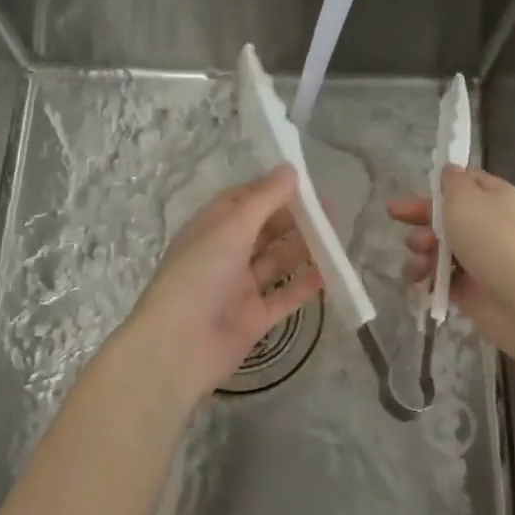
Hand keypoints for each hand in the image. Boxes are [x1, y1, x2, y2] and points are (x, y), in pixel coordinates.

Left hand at [126, 164, 322, 397]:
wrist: (178, 346)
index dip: (274, 190)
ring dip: (304, 249)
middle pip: (265, 230)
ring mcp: (239, 287)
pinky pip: (284, 297)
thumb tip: (290, 168)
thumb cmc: (199, 274)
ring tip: (336, 238)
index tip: (308, 183)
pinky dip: (304, 286)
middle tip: (331, 211)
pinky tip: (330, 273)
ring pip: (276, 262)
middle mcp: (225, 253)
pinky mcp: (253, 318)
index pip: (246, 200)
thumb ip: (265, 198)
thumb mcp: (232, 226)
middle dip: (295, 219)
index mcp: (212, 227)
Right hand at [387, 165, 514, 361]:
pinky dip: (424, 276)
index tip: (419, 188)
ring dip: (419, 248)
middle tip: (395, 215)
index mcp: (492, 197)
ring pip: (435, 246)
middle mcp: (485, 224)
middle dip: (419, 216)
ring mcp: (475, 257)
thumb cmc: (492, 238)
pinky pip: (436, 276)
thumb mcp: (466, 196)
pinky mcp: (466, 288)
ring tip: (420, 256)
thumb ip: (452, 181)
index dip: (441, 185)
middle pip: (443, 215)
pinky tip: (419, 279)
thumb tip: (450, 170)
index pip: (465, 183)